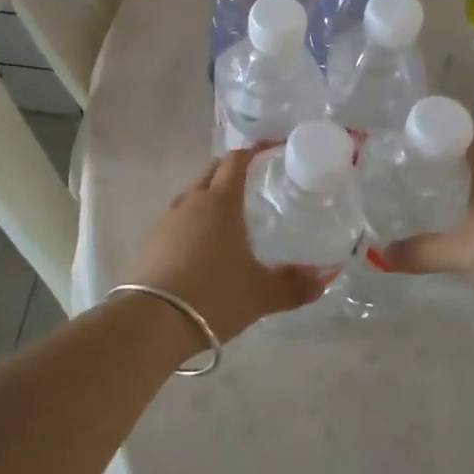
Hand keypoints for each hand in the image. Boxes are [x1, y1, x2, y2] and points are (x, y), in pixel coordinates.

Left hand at [129, 148, 325, 342]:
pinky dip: (193, 222)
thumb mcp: (261, 295)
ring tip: (230, 216)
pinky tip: (202, 246)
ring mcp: (165, 220)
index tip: (272, 150)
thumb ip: (295, 285)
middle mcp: (190, 202)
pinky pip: (177, 220)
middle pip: (212, 172)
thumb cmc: (213, 297)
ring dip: (210, 196)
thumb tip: (324, 278)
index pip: (236, 161)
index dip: (255, 151)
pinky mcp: (149, 242)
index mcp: (220, 202)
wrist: (150, 323)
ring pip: (192, 195)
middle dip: (231, 170)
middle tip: (254, 181)